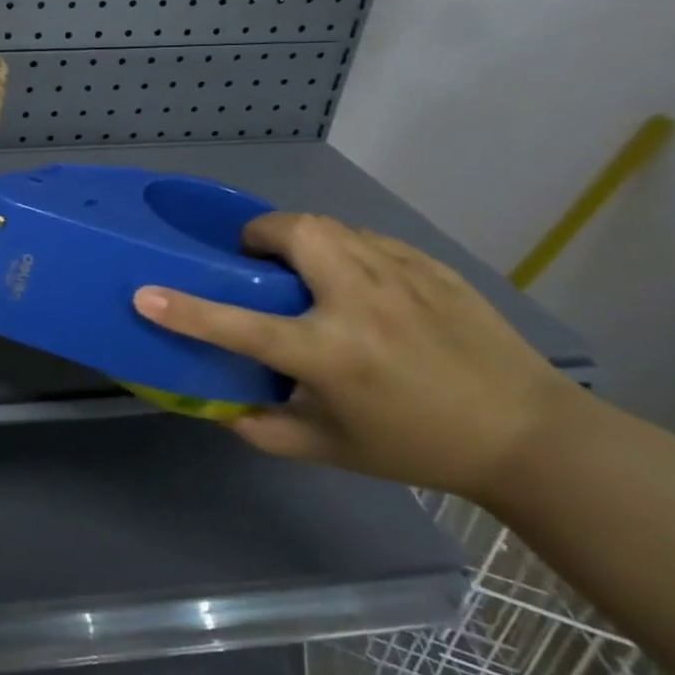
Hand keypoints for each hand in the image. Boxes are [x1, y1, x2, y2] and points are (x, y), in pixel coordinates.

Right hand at [133, 213, 569, 498]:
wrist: (529, 436)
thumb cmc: (418, 446)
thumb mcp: (331, 449)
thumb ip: (263, 428)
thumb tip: (216, 406)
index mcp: (331, 355)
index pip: (241, 326)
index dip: (187, 311)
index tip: (146, 295)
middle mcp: (361, 303)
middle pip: (293, 232)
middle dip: (260, 236)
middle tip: (257, 264)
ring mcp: (400, 276)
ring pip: (329, 225)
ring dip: (299, 238)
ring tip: (303, 270)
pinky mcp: (428, 266)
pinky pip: (366, 238)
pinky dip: (342, 249)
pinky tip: (356, 283)